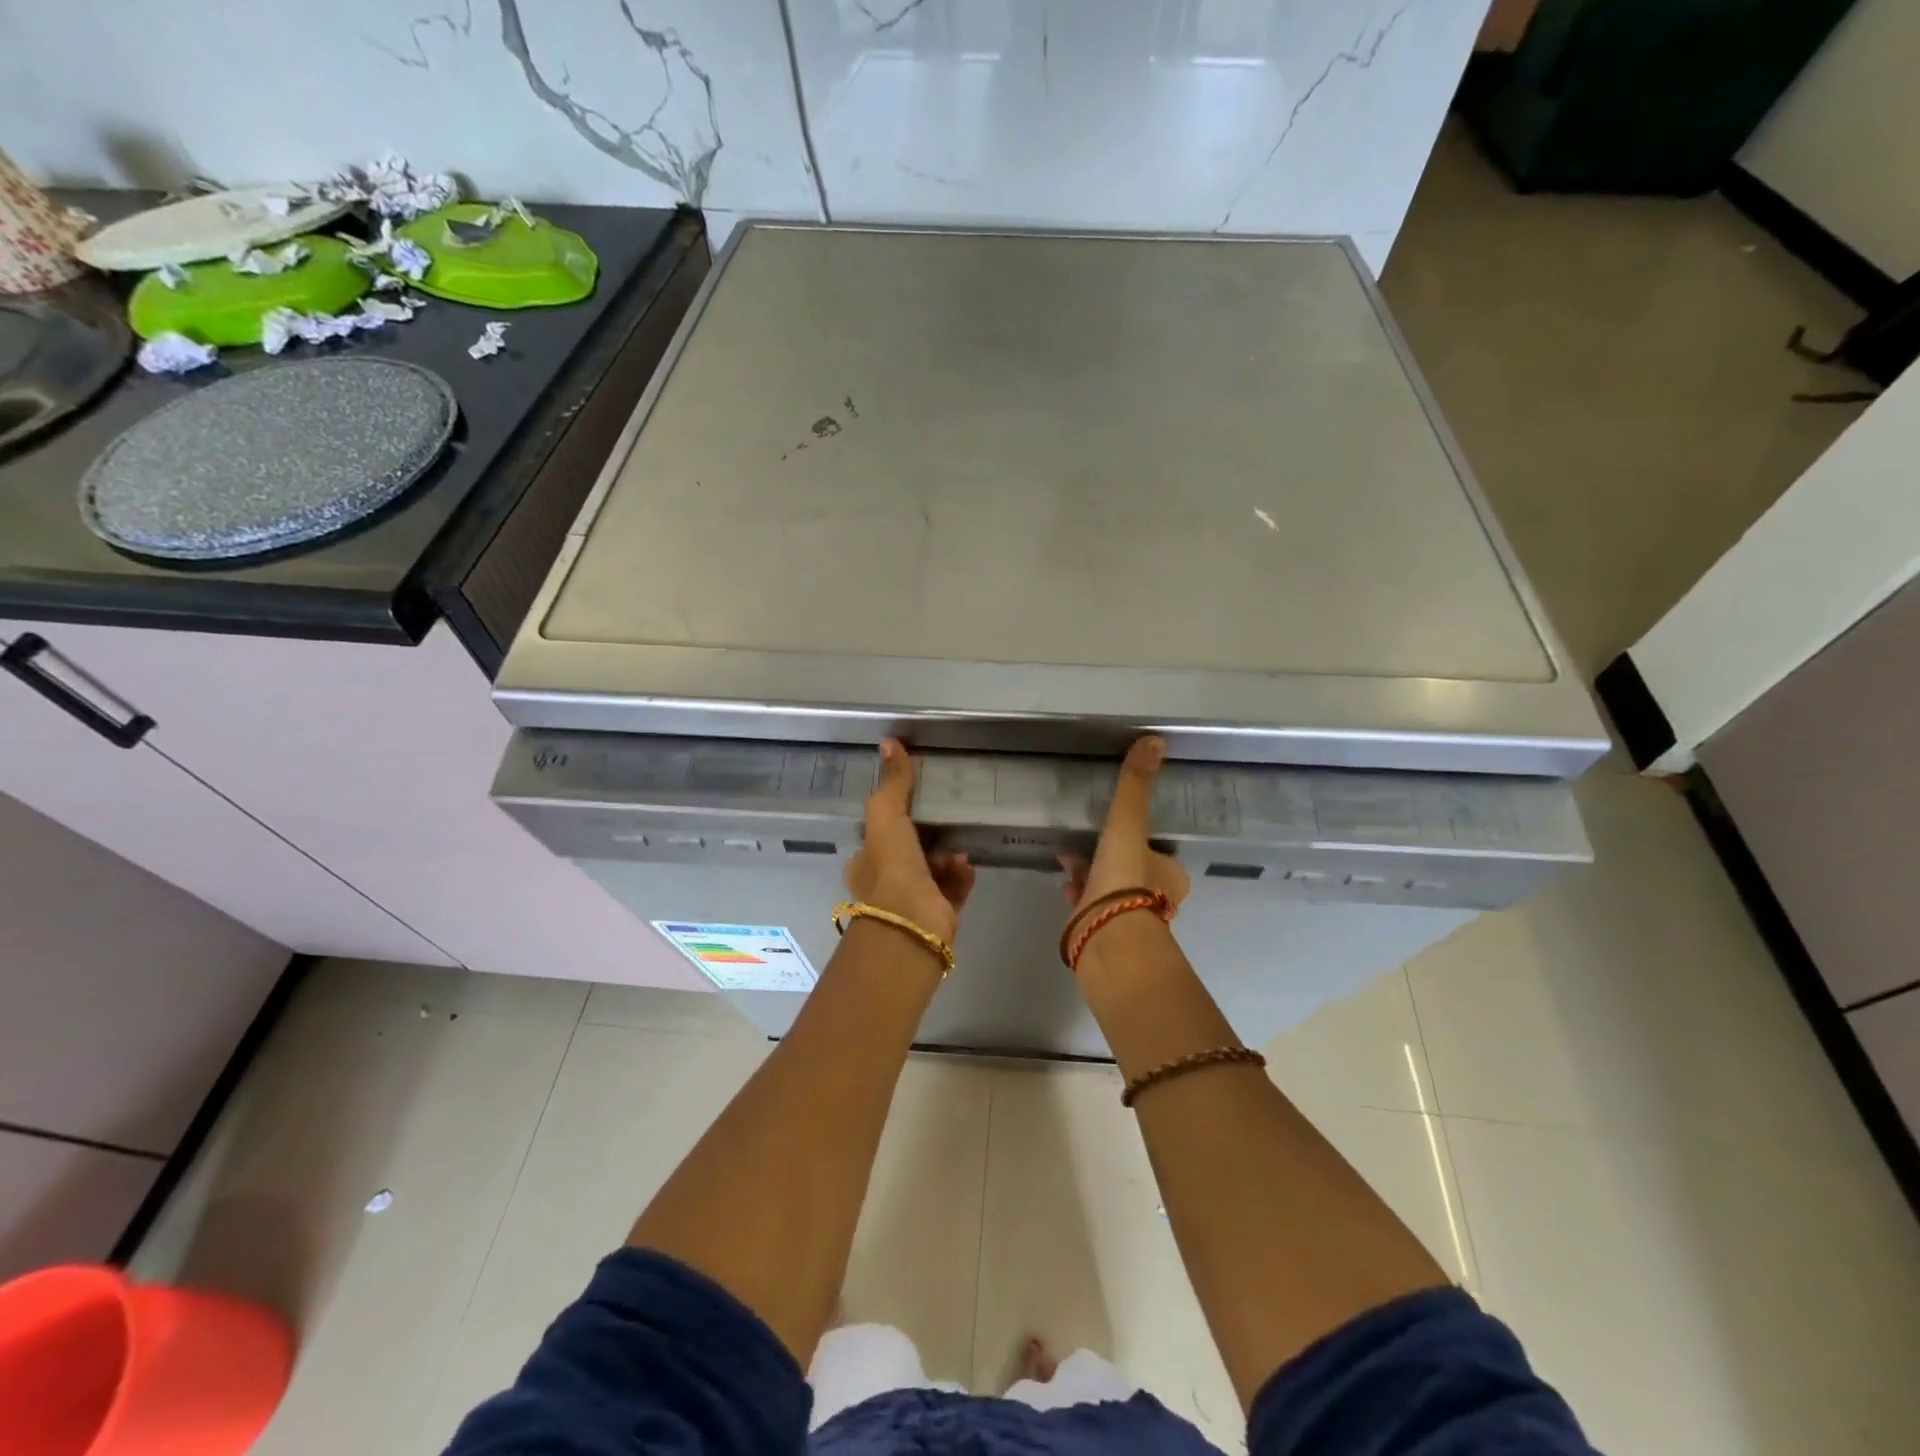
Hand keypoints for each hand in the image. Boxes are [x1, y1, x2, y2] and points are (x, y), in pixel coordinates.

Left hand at [844, 739, 974, 944]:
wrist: (912, 922)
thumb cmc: (891, 867)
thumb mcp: (886, 815)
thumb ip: (891, 782)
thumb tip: (889, 741)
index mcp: (865, 863)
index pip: (878, 835)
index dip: (894, 818)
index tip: (915, 801)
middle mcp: (885, 884)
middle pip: (908, 852)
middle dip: (928, 835)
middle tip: (946, 818)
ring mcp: (913, 902)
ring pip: (933, 870)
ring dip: (947, 854)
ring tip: (959, 845)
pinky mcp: (939, 915)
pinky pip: (953, 889)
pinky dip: (961, 875)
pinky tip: (966, 864)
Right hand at [1060, 736, 1191, 923]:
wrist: (1107, 939)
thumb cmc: (1125, 880)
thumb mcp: (1128, 824)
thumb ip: (1136, 786)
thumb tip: (1155, 740)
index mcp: (1170, 875)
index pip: (1158, 851)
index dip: (1140, 838)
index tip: (1121, 827)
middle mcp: (1154, 898)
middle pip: (1132, 868)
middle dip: (1112, 855)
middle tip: (1090, 838)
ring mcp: (1125, 918)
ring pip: (1109, 887)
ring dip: (1092, 873)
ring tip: (1069, 857)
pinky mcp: (1100, 932)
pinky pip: (1088, 904)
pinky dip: (1078, 892)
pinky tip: (1065, 884)